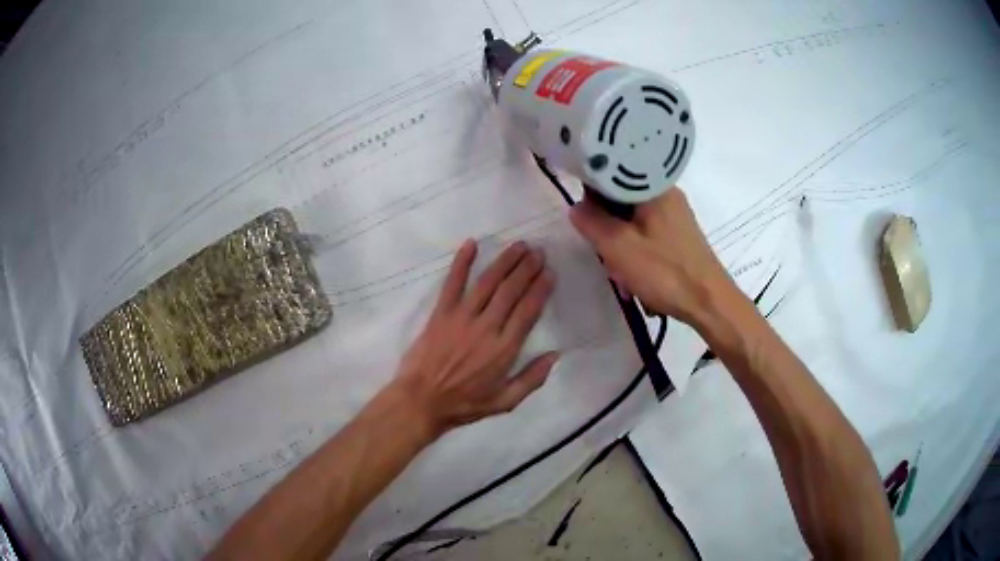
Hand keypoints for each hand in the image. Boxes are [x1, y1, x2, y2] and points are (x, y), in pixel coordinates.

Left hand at [392, 239, 558, 436]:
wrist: (421, 401)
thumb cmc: (464, 404)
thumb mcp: (504, 402)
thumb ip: (532, 379)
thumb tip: (555, 355)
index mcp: (504, 349)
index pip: (528, 311)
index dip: (540, 289)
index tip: (549, 273)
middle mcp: (486, 328)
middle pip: (510, 291)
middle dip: (527, 268)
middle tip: (538, 252)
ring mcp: (461, 318)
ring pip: (487, 282)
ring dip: (505, 261)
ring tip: (519, 246)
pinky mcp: (441, 313)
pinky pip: (452, 283)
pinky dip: (461, 262)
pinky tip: (471, 244)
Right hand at [569, 187, 733, 325]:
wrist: (708, 303)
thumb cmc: (664, 272)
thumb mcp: (618, 247)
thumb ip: (591, 222)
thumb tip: (576, 207)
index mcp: (653, 188)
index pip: (611, 175)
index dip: (592, 195)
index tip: (585, 221)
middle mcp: (666, 194)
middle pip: (621, 200)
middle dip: (607, 227)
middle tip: (604, 256)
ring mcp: (674, 216)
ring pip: (632, 220)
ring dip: (619, 245)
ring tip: (620, 275)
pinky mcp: (678, 235)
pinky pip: (646, 234)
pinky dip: (635, 251)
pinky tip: (633, 277)